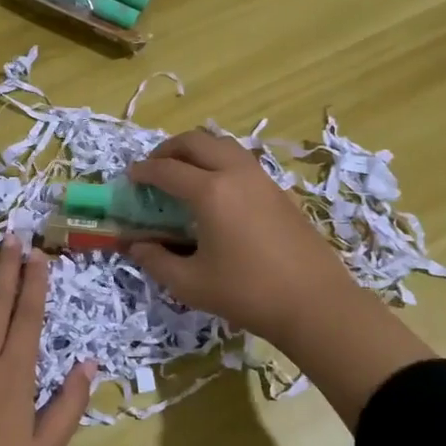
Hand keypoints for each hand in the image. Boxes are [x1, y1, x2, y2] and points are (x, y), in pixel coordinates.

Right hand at [126, 130, 434, 424]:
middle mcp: (235, 174)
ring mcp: (261, 179)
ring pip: (223, 145)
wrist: (315, 303)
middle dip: (169, 149)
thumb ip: (156, 261)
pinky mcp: (279, 190)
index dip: (143, 171)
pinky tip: (216, 190)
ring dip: (197, 150)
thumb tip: (135, 245)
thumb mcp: (190, 283)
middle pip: (196, 141)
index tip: (129, 177)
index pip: (167, 170)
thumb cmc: (247, 293)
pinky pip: (241, 160)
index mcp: (210, 192)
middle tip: (154, 167)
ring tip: (183, 172)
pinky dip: (219, 161)